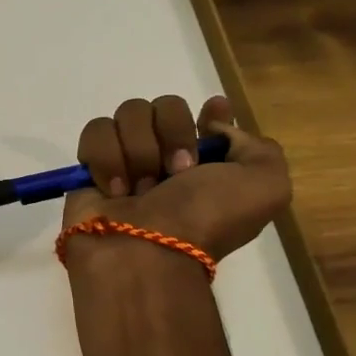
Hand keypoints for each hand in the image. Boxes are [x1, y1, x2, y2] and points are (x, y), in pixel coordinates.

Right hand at [61, 94, 289, 269]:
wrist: (146, 250)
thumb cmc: (205, 218)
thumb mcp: (266, 186)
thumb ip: (257, 146)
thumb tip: (210, 129)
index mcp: (210, 165)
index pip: (208, 120)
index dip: (210, 112)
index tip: (212, 110)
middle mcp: (167, 159)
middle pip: (165, 105)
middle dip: (172, 133)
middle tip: (176, 171)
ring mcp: (126, 160)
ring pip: (128, 114)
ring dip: (139, 151)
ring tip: (140, 189)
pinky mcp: (89, 166)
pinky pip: (95, 132)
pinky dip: (106, 159)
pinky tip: (113, 189)